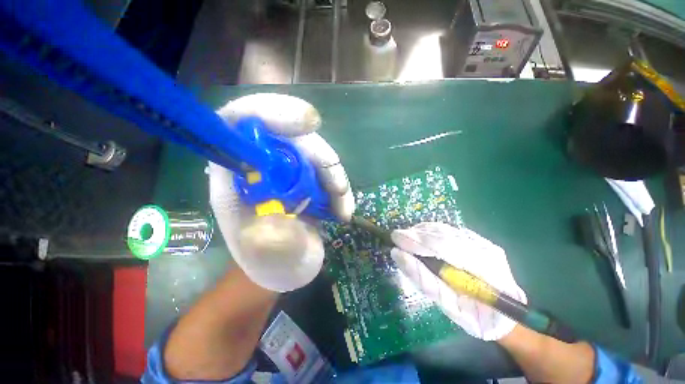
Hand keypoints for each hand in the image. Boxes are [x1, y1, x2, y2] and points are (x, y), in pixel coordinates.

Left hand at [209, 93, 353, 291]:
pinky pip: (327, 167)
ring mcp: (287, 168)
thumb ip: (269, 245)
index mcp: (235, 175)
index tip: (308, 123)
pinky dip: (339, 185)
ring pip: (315, 151)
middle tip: (337, 188)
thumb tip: (273, 223)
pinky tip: (342, 207)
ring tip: (342, 209)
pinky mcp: (307, 175)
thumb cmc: (270, 264)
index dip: (270, 112)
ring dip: (334, 176)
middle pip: (290, 133)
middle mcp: (260, 164)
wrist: (287, 266)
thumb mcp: (269, 261)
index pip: (241, 120)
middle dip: (319, 155)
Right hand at [390, 222, 525, 340]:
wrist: (506, 316)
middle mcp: (485, 250)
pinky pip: (449, 231)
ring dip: (421, 231)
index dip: (417, 241)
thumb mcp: (449, 307)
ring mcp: (483, 243)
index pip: (443, 246)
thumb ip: (424, 280)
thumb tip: (399, 255)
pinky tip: (420, 236)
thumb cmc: (477, 318)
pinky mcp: (479, 241)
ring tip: (406, 237)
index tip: (395, 239)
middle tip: (396, 237)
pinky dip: (430, 232)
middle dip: (416, 234)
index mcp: (483, 271)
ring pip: (445, 230)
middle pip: (443, 234)